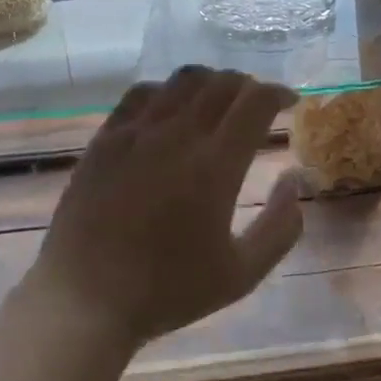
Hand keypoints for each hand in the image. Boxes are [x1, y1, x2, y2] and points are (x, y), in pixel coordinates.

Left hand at [28, 67, 305, 346]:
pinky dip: (167, 91)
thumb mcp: (240, 274)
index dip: (277, 93)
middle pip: (222, 83)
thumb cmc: (167, 291)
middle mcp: (178, 135)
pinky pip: (142, 93)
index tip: (288, 102)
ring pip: (182, 81)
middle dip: (248, 86)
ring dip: (211, 82)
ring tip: (218, 101)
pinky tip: (170, 108)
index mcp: (215, 165)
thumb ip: (280, 228)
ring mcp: (137, 132)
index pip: (255, 102)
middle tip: (256, 104)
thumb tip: (294, 180)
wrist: (85, 299)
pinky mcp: (106, 138)